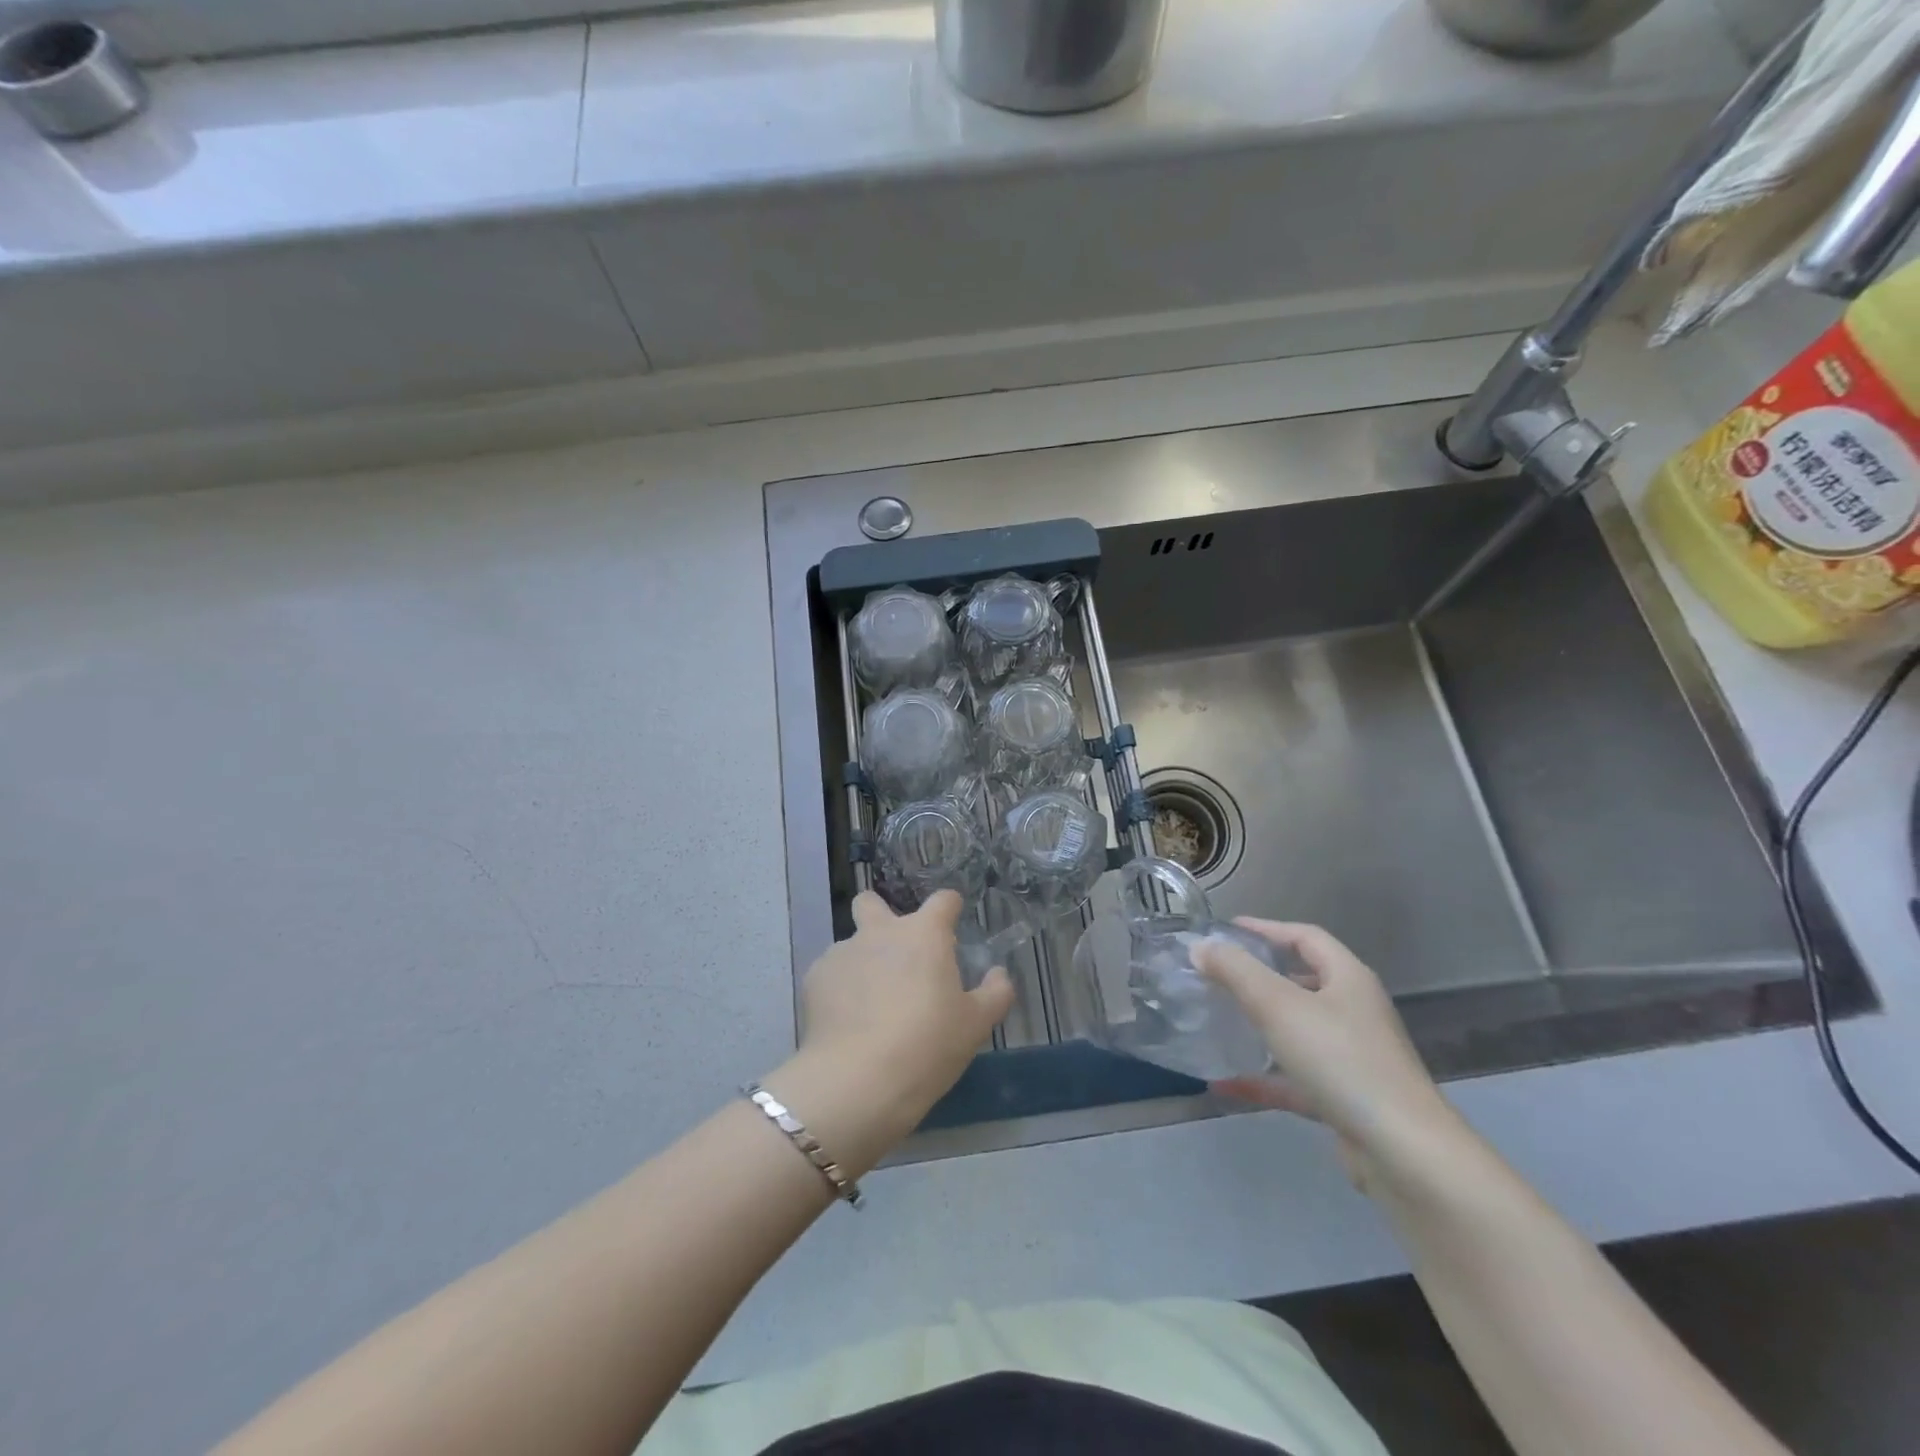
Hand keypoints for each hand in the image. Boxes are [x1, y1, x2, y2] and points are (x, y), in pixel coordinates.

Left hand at [762, 891, 1013, 1176]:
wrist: (858, 1080)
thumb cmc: (928, 1045)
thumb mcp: (976, 1025)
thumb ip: (995, 993)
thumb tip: (999, 975)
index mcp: (924, 934)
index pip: (942, 900)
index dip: (949, 909)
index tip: (951, 929)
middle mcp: (880, 931)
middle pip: (872, 902)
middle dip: (881, 917)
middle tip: (897, 957)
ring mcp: (842, 952)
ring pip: (851, 944)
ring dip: (862, 962)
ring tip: (870, 1006)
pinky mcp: (815, 978)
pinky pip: (831, 974)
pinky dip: (840, 990)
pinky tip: (847, 1022)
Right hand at [1193, 920, 1461, 1191]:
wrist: (1403, 1152)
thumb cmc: (1341, 1060)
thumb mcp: (1279, 1006)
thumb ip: (1236, 971)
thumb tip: (1200, 946)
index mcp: (1348, 979)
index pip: (1305, 937)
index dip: (1266, 928)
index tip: (1226, 929)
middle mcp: (1355, 1011)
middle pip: (1304, 981)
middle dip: (1261, 974)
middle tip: (1219, 972)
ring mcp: (1353, 1057)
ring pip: (1299, 1029)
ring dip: (1261, 1023)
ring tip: (1220, 1019)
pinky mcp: (1346, 1098)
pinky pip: (1295, 1078)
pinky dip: (1262, 1077)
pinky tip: (1225, 1084)